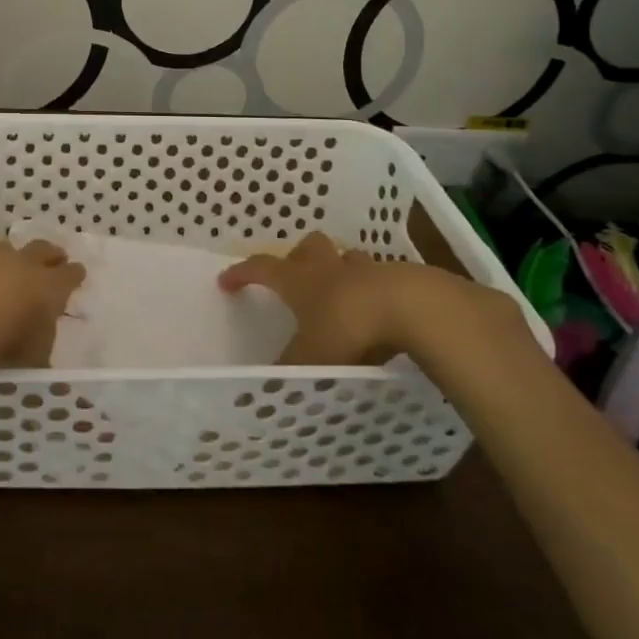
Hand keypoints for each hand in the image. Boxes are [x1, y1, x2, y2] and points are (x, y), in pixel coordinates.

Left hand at [0, 236, 85, 367]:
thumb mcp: (32, 356)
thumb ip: (40, 337)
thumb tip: (37, 332)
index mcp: (46, 288)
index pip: (69, 276)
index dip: (73, 275)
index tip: (75, 273)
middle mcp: (20, 261)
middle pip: (41, 249)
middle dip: (48, 254)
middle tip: (50, 259)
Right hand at [219, 231, 522, 366]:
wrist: (412, 308)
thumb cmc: (349, 329)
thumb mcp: (312, 358)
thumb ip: (290, 372)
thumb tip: (264, 391)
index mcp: (300, 281)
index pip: (261, 268)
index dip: (243, 273)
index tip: (226, 280)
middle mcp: (330, 268)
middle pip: (309, 246)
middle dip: (300, 257)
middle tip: (296, 276)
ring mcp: (368, 270)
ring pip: (348, 259)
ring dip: (341, 270)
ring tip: (342, 293)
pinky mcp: (402, 279)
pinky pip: (382, 279)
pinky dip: (376, 291)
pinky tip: (382, 313)